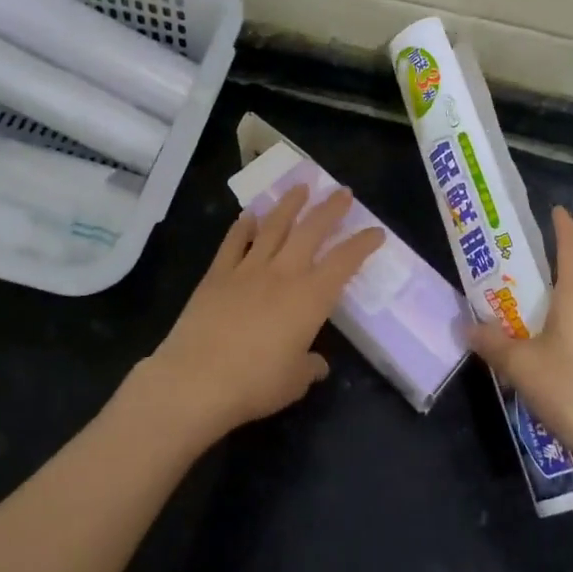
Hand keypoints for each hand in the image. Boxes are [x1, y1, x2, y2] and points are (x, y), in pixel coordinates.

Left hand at [140, 184, 385, 448]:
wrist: (196, 381)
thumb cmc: (255, 384)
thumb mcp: (294, 382)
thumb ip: (309, 366)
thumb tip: (317, 364)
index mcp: (310, 298)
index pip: (344, 262)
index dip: (362, 244)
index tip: (376, 231)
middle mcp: (283, 274)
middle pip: (311, 231)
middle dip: (330, 209)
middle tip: (342, 192)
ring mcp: (247, 270)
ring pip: (273, 227)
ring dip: (289, 205)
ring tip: (301, 187)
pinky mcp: (217, 275)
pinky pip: (233, 243)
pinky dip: (243, 226)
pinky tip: (249, 215)